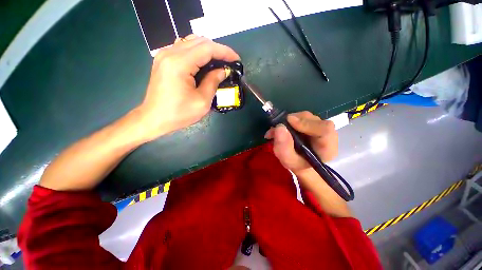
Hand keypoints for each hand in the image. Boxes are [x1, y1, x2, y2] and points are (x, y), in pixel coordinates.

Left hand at [137, 35, 239, 140]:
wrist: (154, 119)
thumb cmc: (179, 113)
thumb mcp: (202, 101)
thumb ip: (213, 82)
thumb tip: (223, 71)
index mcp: (179, 63)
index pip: (207, 48)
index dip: (225, 52)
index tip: (237, 59)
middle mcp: (170, 53)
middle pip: (199, 41)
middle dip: (218, 50)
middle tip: (229, 62)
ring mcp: (164, 55)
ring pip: (191, 42)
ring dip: (208, 50)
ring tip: (219, 62)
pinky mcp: (163, 60)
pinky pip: (184, 48)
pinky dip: (197, 53)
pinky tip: (203, 63)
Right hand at [265, 111, 337, 174]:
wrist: (300, 162)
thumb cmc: (296, 163)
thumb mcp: (288, 160)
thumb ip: (283, 147)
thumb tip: (279, 127)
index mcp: (327, 148)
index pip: (325, 129)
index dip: (307, 123)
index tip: (289, 121)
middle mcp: (328, 135)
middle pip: (314, 120)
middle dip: (294, 121)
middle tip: (279, 127)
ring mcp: (321, 127)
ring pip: (307, 116)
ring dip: (291, 120)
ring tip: (278, 129)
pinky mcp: (314, 123)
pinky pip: (303, 116)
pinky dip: (291, 120)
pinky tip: (284, 127)